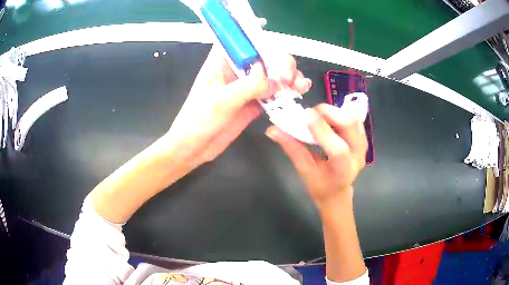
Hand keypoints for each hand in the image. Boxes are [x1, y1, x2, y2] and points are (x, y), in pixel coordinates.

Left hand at [165, 42, 311, 170]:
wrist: (194, 148)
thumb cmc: (199, 120)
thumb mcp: (222, 100)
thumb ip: (250, 86)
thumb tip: (276, 80)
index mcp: (221, 63)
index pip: (236, 39)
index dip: (249, 30)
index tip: (265, 26)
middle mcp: (235, 71)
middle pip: (262, 56)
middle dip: (279, 61)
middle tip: (287, 76)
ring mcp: (245, 88)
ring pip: (271, 74)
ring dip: (288, 76)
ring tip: (299, 85)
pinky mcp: (252, 103)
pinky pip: (272, 93)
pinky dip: (286, 92)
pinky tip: (298, 92)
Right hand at [266, 103, 366, 209]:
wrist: (337, 192)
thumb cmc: (320, 186)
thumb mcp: (304, 171)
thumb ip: (291, 148)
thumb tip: (272, 130)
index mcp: (343, 171)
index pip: (337, 149)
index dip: (322, 129)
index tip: (305, 115)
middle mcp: (358, 156)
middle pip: (350, 126)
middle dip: (329, 113)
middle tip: (310, 113)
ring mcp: (363, 147)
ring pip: (354, 119)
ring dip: (335, 112)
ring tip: (318, 116)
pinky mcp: (363, 140)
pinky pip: (355, 120)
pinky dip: (341, 114)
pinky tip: (329, 119)